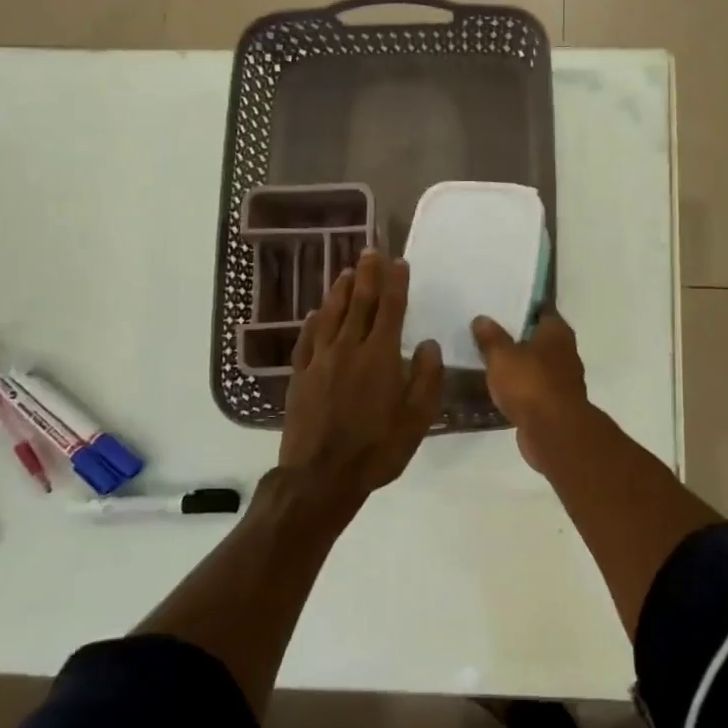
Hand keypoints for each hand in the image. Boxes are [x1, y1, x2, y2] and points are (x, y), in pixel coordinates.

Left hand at [279, 250, 442, 503]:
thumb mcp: (417, 419)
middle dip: (367, 275)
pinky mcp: (300, 375)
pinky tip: (316, 313)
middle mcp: (349, 348)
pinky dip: (314, 322)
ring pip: (331, 315)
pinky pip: (307, 339)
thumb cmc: (377, 449)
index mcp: (380, 356)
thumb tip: (427, 345)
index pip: (390, 309)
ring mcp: (320, 360)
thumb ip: (425, 378)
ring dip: (340, 291)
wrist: (320, 476)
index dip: (395, 284)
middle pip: (359, 303)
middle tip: (370, 251)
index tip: (399, 262)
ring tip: (346, 272)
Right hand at [471, 311, 588, 474]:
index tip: (502, 305)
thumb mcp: (502, 356)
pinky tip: (498, 389)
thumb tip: (482, 319)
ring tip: (489, 361)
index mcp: (557, 332)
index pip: (542, 310)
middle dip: (517, 337)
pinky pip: (533, 389)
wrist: (553, 431)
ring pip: (536, 365)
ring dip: (518, 365)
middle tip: (488, 332)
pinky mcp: (554, 404)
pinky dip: (519, 389)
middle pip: (539, 338)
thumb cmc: (530, 383)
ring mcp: (562, 380)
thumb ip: (491, 337)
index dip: (523, 306)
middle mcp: (565, 352)